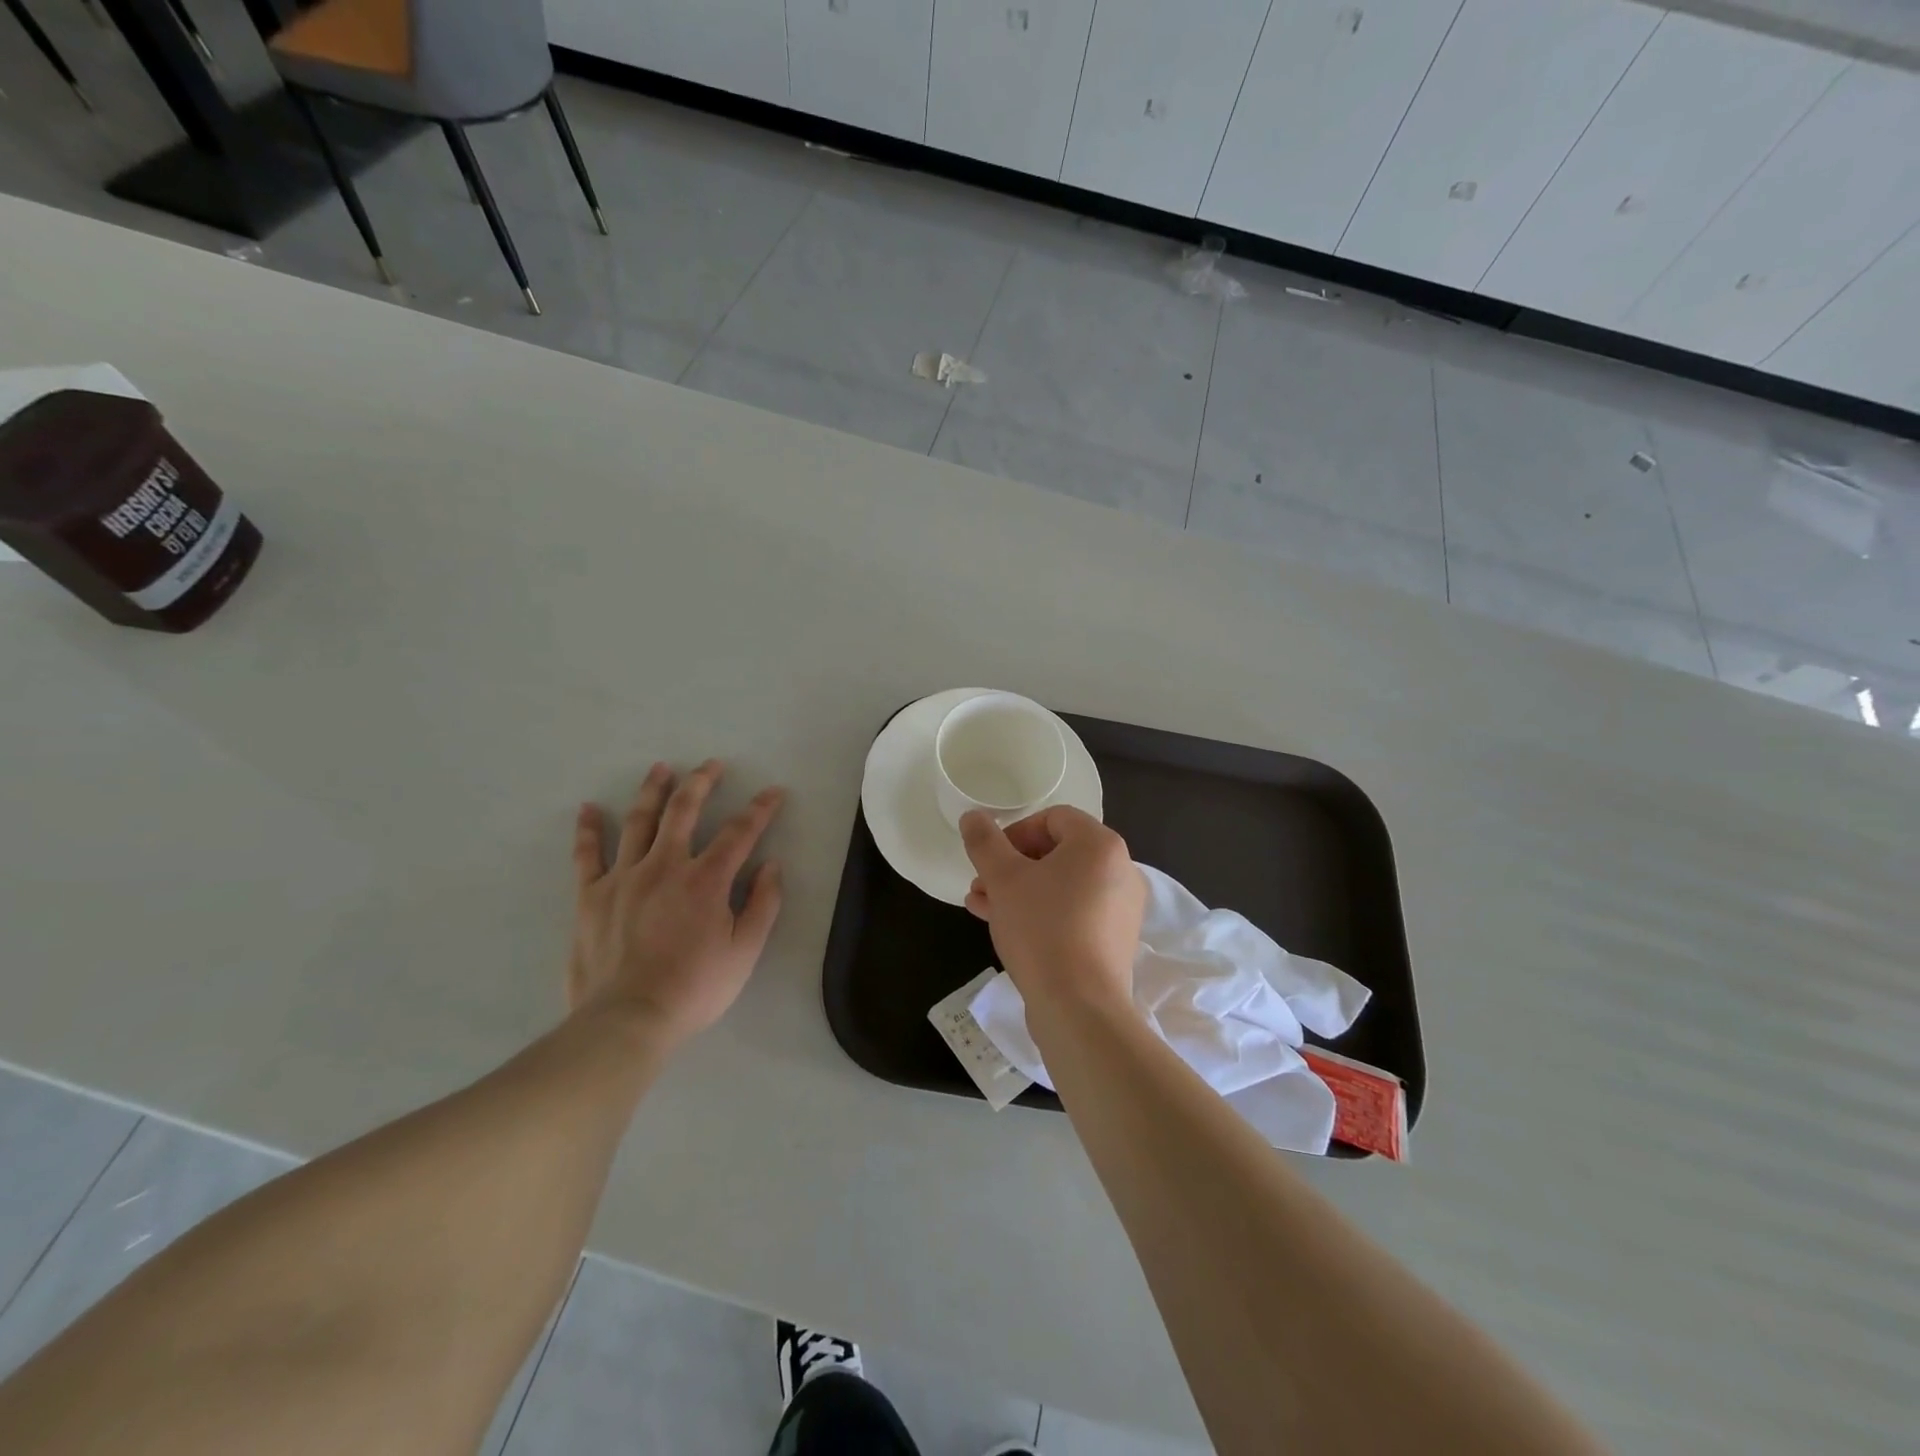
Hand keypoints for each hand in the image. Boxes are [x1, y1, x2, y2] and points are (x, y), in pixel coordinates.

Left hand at [568, 759, 784, 1052]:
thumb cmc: (694, 988)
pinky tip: (590, 808)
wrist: (627, 1020)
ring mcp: (624, 877)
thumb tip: (772, 865)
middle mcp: (665, 866)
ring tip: (661, 768)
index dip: (761, 808)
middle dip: (701, 782)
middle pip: (684, 811)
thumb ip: (763, 904)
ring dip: (653, 790)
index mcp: (706, 880)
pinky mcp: (591, 896)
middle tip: (711, 764)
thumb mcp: (745, 951)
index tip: (774, 792)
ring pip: (639, 821)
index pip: (740, 832)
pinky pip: (587, 855)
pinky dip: (589, 829)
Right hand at [960, 805, 1144, 1026]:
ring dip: (1020, 890)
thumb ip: (985, 842)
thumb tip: (972, 816)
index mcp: (1100, 845)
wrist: (1079, 1007)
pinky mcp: (1112, 940)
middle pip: (1058, 852)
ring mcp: (1119, 908)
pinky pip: (1073, 912)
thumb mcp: (1004, 879)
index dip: (1016, 831)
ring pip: (1061, 885)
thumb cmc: (1042, 929)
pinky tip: (1002, 926)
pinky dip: (1041, 912)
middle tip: (981, 883)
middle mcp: (1119, 871)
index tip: (991, 857)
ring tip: (981, 905)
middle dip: (1012, 865)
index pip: (1054, 818)